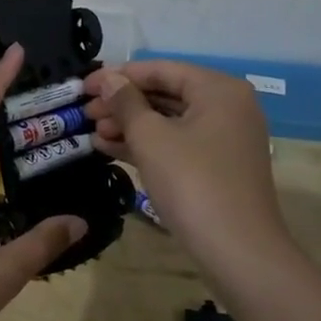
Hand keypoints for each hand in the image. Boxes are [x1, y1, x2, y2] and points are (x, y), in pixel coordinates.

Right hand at [84, 60, 292, 281]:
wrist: (237, 250)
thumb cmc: (192, 182)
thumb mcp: (151, 137)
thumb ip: (126, 102)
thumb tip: (107, 79)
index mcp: (218, 89)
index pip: (161, 69)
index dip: (119, 76)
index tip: (83, 86)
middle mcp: (227, 106)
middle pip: (166, 94)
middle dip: (123, 103)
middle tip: (85, 113)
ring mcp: (224, 139)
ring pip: (169, 121)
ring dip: (130, 125)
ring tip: (92, 133)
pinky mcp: (217, 167)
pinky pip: (177, 144)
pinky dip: (146, 145)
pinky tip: (110, 150)